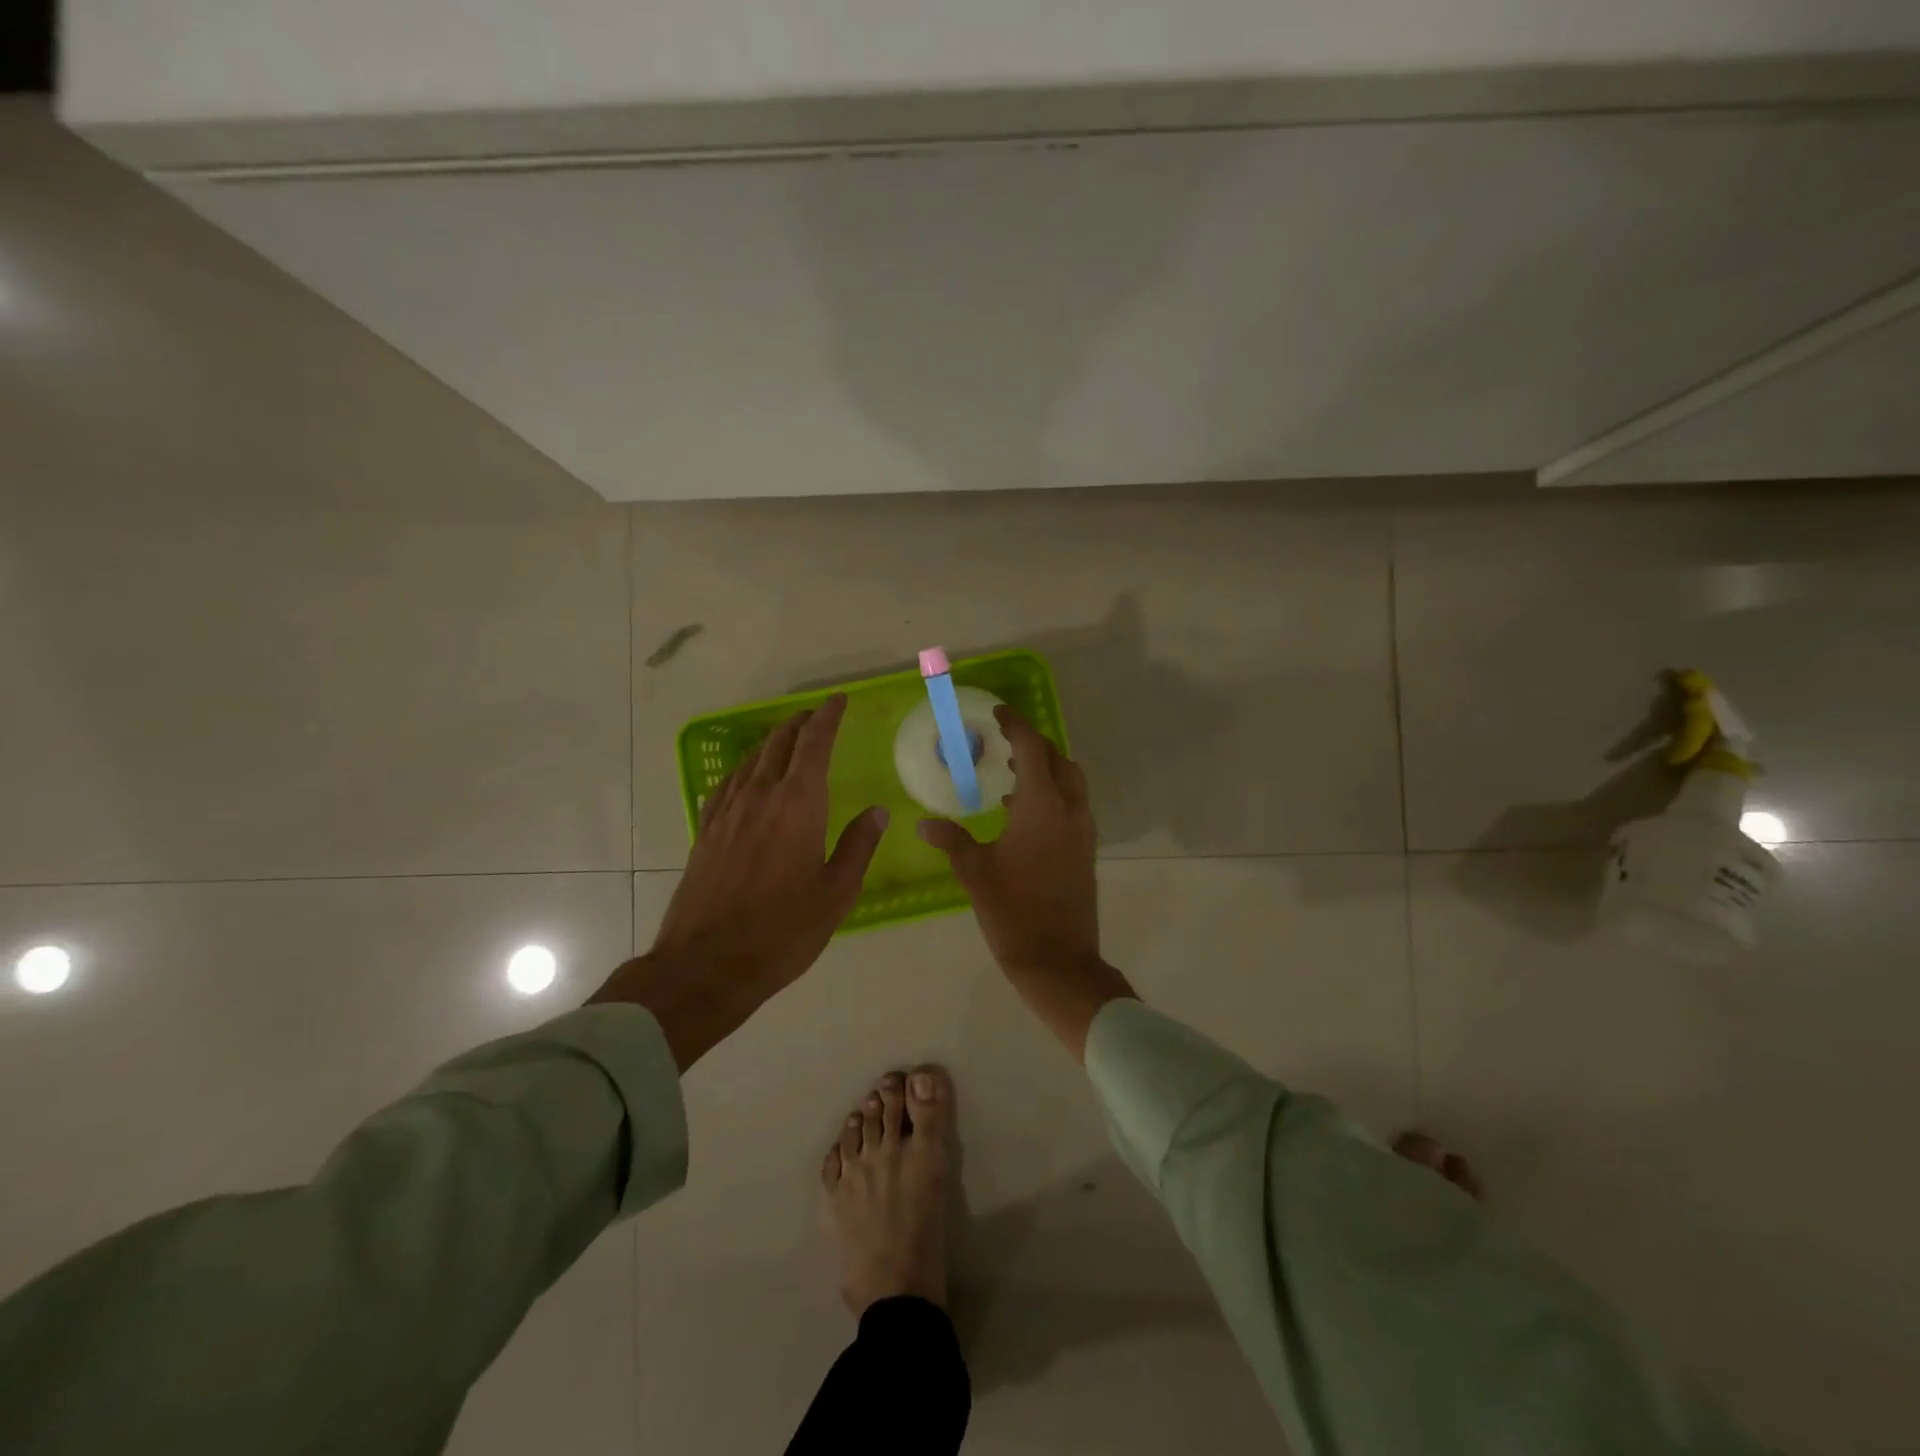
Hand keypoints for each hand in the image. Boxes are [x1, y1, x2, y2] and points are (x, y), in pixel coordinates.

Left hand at [592, 694, 885, 1068]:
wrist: (706, 964)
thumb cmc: (782, 931)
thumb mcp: (836, 893)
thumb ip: (858, 846)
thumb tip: (877, 811)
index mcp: (798, 805)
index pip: (814, 744)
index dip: (828, 717)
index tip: (838, 701)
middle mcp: (760, 796)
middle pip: (779, 744)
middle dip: (800, 724)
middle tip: (817, 716)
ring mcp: (727, 812)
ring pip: (752, 760)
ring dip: (772, 742)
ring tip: (787, 739)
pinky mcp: (706, 831)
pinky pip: (728, 784)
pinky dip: (745, 769)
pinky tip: (747, 777)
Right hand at [918, 705, 1133, 1058]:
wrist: (1059, 960)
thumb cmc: (1013, 911)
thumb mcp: (975, 873)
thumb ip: (951, 840)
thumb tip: (923, 823)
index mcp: (1042, 806)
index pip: (1032, 748)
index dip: (1016, 725)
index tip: (998, 713)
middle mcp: (1069, 809)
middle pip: (1057, 758)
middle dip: (1033, 743)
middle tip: (1004, 741)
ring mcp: (1083, 829)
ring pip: (1070, 780)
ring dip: (1046, 767)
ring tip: (1012, 772)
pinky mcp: (1086, 849)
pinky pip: (1073, 804)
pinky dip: (1053, 793)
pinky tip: (1023, 813)